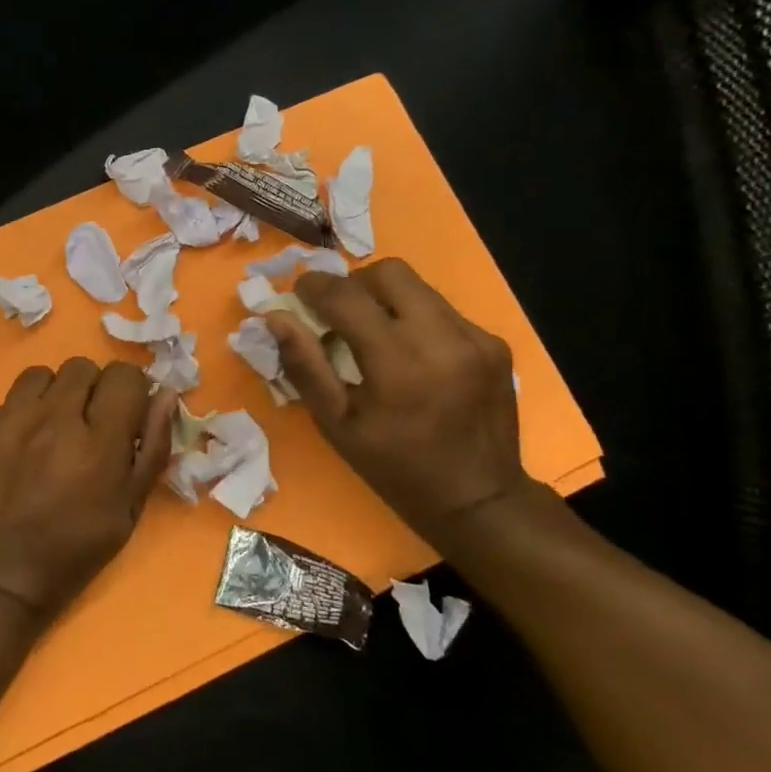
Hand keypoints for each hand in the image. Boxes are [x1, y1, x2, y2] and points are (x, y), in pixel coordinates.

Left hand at [0, 359, 176, 627]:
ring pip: (39, 375)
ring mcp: (7, 420)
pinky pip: (3, 403)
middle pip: (81, 367)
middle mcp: (52, 419)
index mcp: (97, 442)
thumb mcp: (127, 511)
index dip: (129, 390)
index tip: (123, 413)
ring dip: (51, 396)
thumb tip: (165, 395)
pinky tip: (12, 453)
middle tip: (85, 427)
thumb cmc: (71, 553)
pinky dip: (13, 420)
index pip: (124, 375)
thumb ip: (151, 448)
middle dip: (91, 390)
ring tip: (47, 431)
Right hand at [266, 259, 526, 535]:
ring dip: (386, 300)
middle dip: (355, 284)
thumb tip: (276, 317)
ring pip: (420, 287)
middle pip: (390, 272)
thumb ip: (305, 364)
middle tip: (339, 312)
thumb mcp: (336, 423)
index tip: (299, 292)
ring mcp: (475, 338)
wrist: (478, 499)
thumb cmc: (394, 467)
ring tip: (374, 334)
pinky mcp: (494, 344)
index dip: (315, 286)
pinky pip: (444, 311)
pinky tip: (412, 356)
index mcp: (398, 363)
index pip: (347, 296)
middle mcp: (442, 338)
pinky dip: (417, 320)